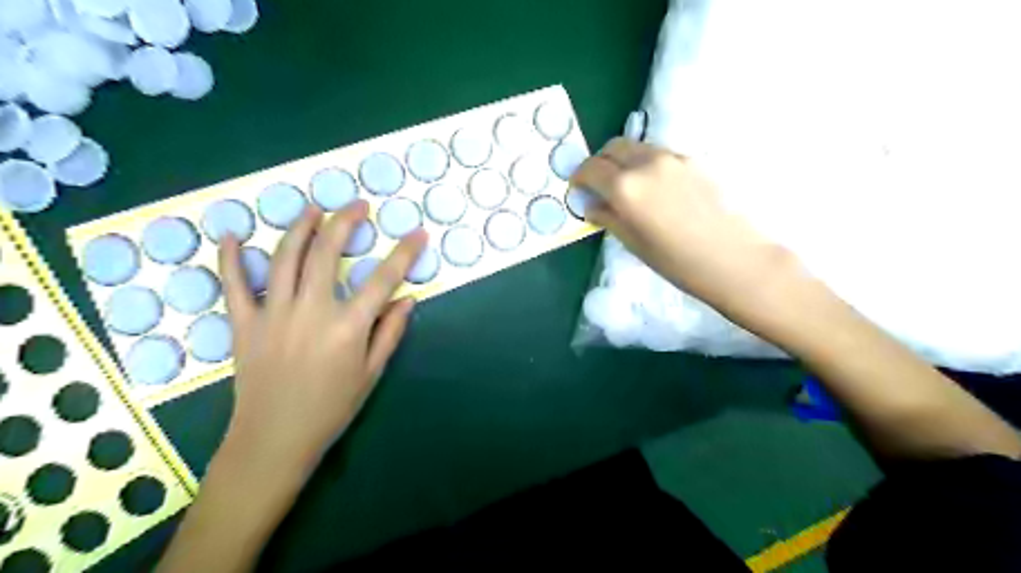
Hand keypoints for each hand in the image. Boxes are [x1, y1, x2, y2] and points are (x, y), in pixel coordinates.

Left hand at [217, 202, 425, 473]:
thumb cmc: (331, 409)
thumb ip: (391, 332)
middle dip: (345, 222)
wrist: (274, 439)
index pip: (384, 279)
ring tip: (313, 208)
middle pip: (327, 253)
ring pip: (285, 258)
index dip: (405, 253)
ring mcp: (274, 314)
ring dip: (300, 227)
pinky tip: (233, 235)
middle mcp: (312, 311)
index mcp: (348, 327)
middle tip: (357, 205)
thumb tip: (407, 299)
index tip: (418, 234)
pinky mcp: (244, 323)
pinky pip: (234, 284)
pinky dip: (231, 258)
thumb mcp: (372, 373)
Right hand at [570, 138, 791, 317]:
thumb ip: (607, 217)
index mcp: (626, 187)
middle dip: (599, 162)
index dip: (579, 177)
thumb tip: (591, 204)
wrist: (732, 258)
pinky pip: (657, 153)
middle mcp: (646, 163)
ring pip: (636, 146)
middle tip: (598, 184)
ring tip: (625, 186)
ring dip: (622, 160)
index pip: (591, 168)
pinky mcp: (691, 160)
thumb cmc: (676, 261)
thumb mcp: (632, 243)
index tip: (578, 189)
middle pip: (612, 146)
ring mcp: (671, 158)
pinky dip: (644, 163)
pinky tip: (652, 188)